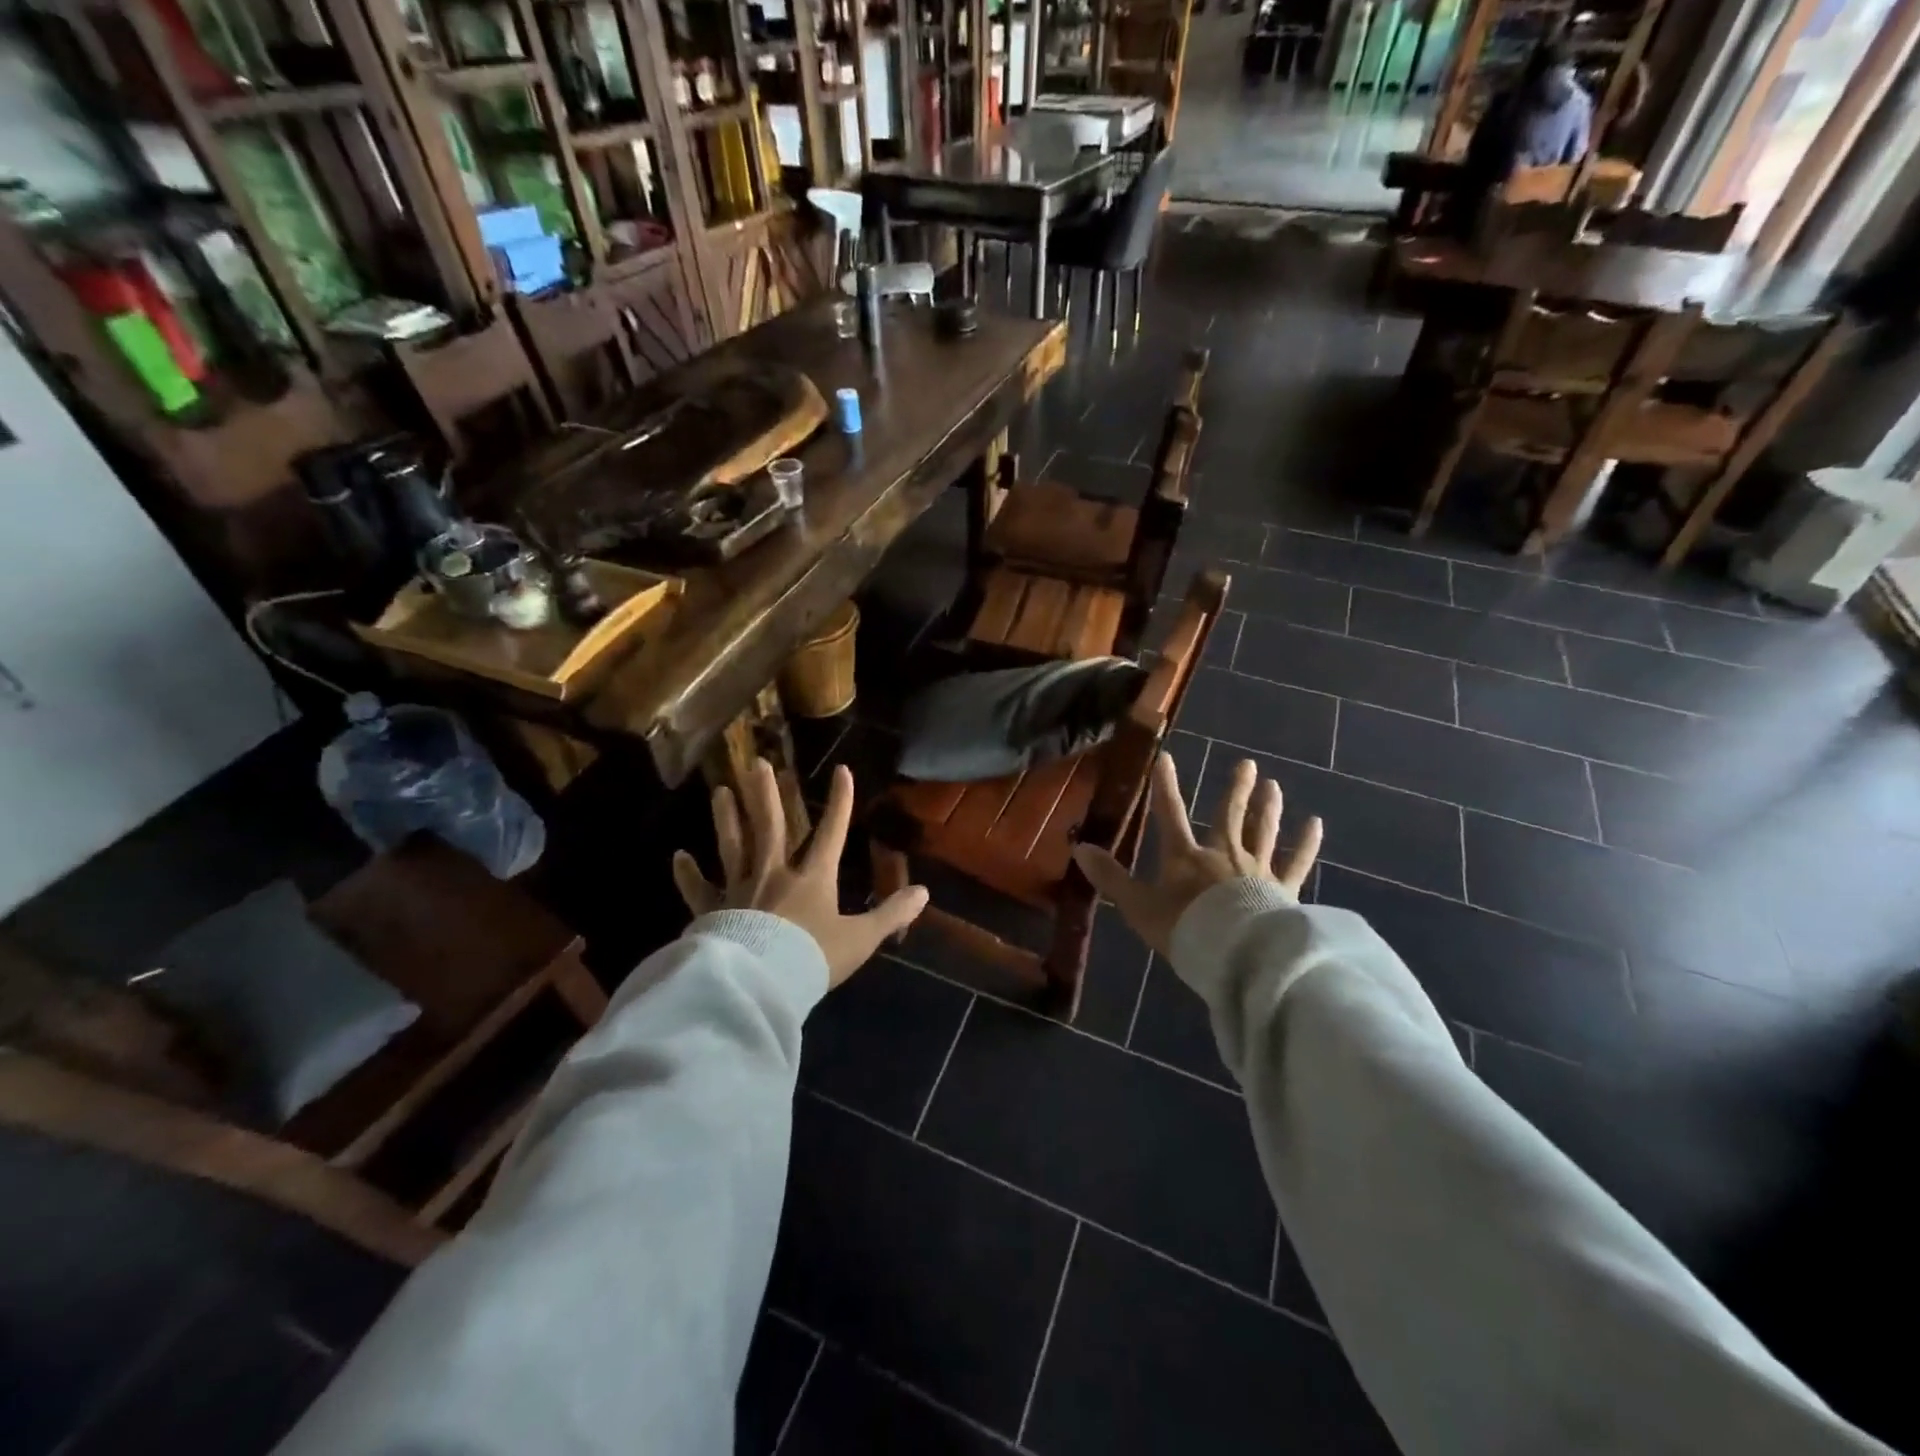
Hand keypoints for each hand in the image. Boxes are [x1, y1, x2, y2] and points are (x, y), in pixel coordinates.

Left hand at [672, 758, 929, 988]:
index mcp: (812, 878)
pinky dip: (688, 874)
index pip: (832, 832)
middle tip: (757, 763)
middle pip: (770, 826)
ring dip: (727, 817)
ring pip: (733, 846)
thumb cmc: (812, 959)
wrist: (760, 985)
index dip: (840, 801)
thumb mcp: (861, 940)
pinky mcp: (713, 911)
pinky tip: (678, 856)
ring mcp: (740, 889)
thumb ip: (891, 914)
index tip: (842, 770)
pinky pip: (699, 889)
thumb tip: (925, 892)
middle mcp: (774, 874)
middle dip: (766, 794)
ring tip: (720, 790)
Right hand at [1072, 753, 1321, 959]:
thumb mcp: (1138, 906)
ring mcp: (1257, 870)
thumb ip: (1111, 878)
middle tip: (1247, 764)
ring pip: (1264, 832)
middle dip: (1236, 790)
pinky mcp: (1283, 890)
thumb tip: (1080, 848)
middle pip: (1229, 816)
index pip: (1170, 813)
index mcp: (1185, 857)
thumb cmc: (1184, 929)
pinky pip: (1297, 862)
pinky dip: (1306, 844)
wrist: (1235, 955)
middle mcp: (1223, 854)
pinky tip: (1315, 825)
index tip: (1166, 757)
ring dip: (1268, 808)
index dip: (1165, 785)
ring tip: (1274, 785)